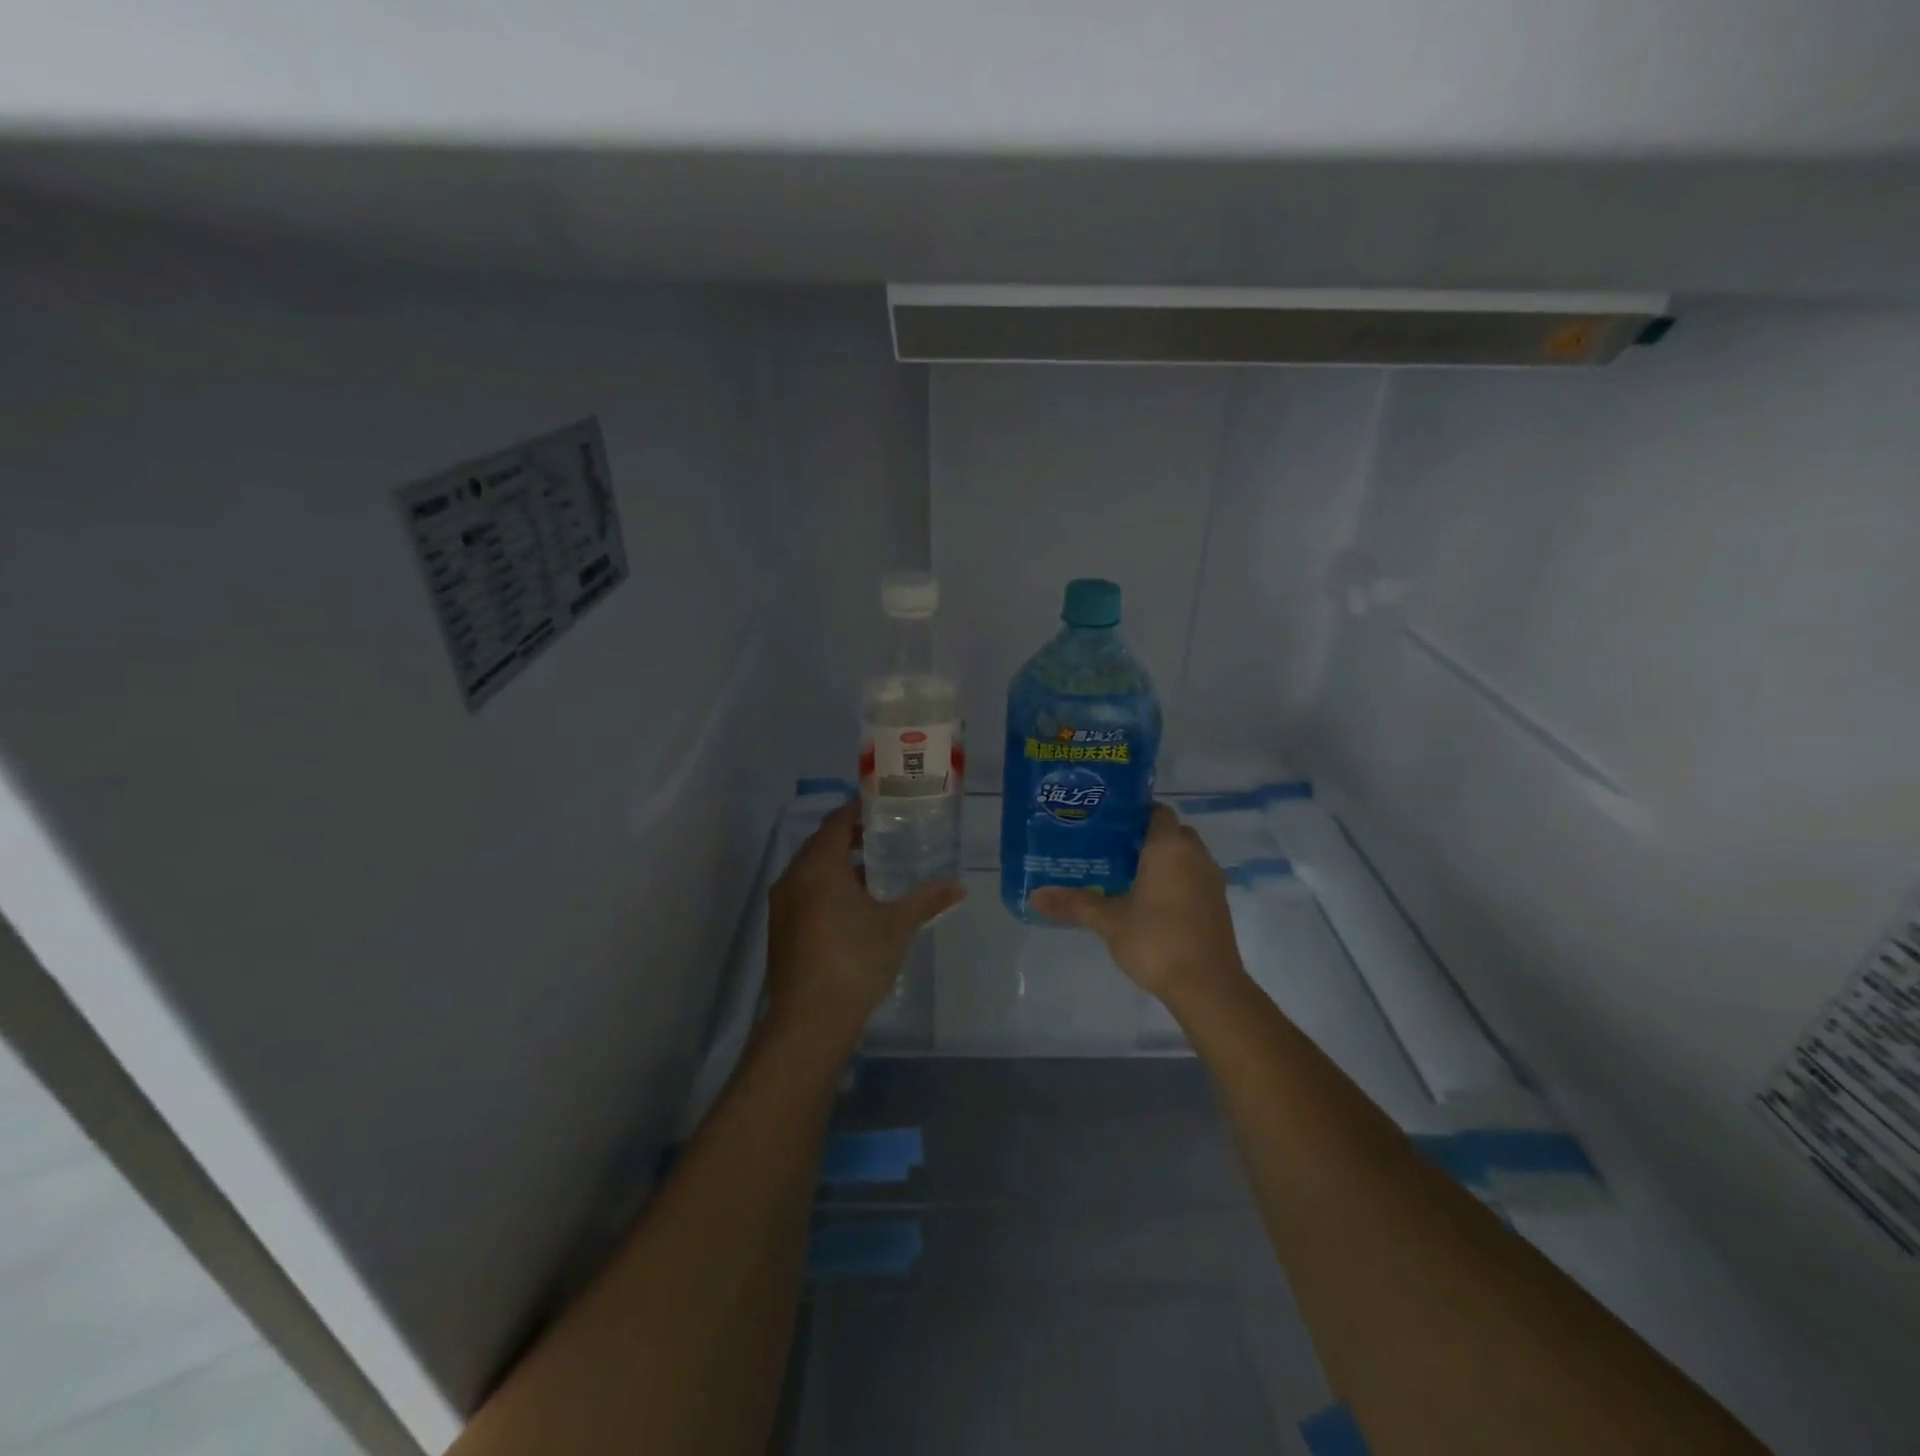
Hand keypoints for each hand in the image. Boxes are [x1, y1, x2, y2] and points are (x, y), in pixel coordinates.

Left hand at [765, 800, 965, 1047]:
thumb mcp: (897, 926)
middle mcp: (792, 878)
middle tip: (885, 834)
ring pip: (812, 871)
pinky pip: (805, 893)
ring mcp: (782, 907)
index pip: (837, 822)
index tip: (883, 804)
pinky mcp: (780, 930)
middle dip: (851, 837)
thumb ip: (927, 900)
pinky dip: (828, 888)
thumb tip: (959, 885)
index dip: (858, 809)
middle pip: (821, 844)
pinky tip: (855, 906)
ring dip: (840, 865)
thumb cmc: (854, 961)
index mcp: (818, 867)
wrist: (809, 1022)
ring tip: (876, 870)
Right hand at [1029, 803, 1247, 1008]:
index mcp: (1170, 847)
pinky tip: (1146, 900)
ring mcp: (1210, 880)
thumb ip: (1074, 904)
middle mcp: (1195, 855)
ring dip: (1159, 859)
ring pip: (1182, 855)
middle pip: (1169, 831)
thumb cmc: (1157, 941)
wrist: (1208, 987)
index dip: (1130, 813)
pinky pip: (1191, 876)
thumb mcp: (1109, 921)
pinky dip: (1173, 879)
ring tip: (1122, 872)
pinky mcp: (1216, 903)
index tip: (1103, 822)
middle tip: (1106, 847)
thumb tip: (1034, 896)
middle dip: (1142, 836)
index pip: (1154, 811)